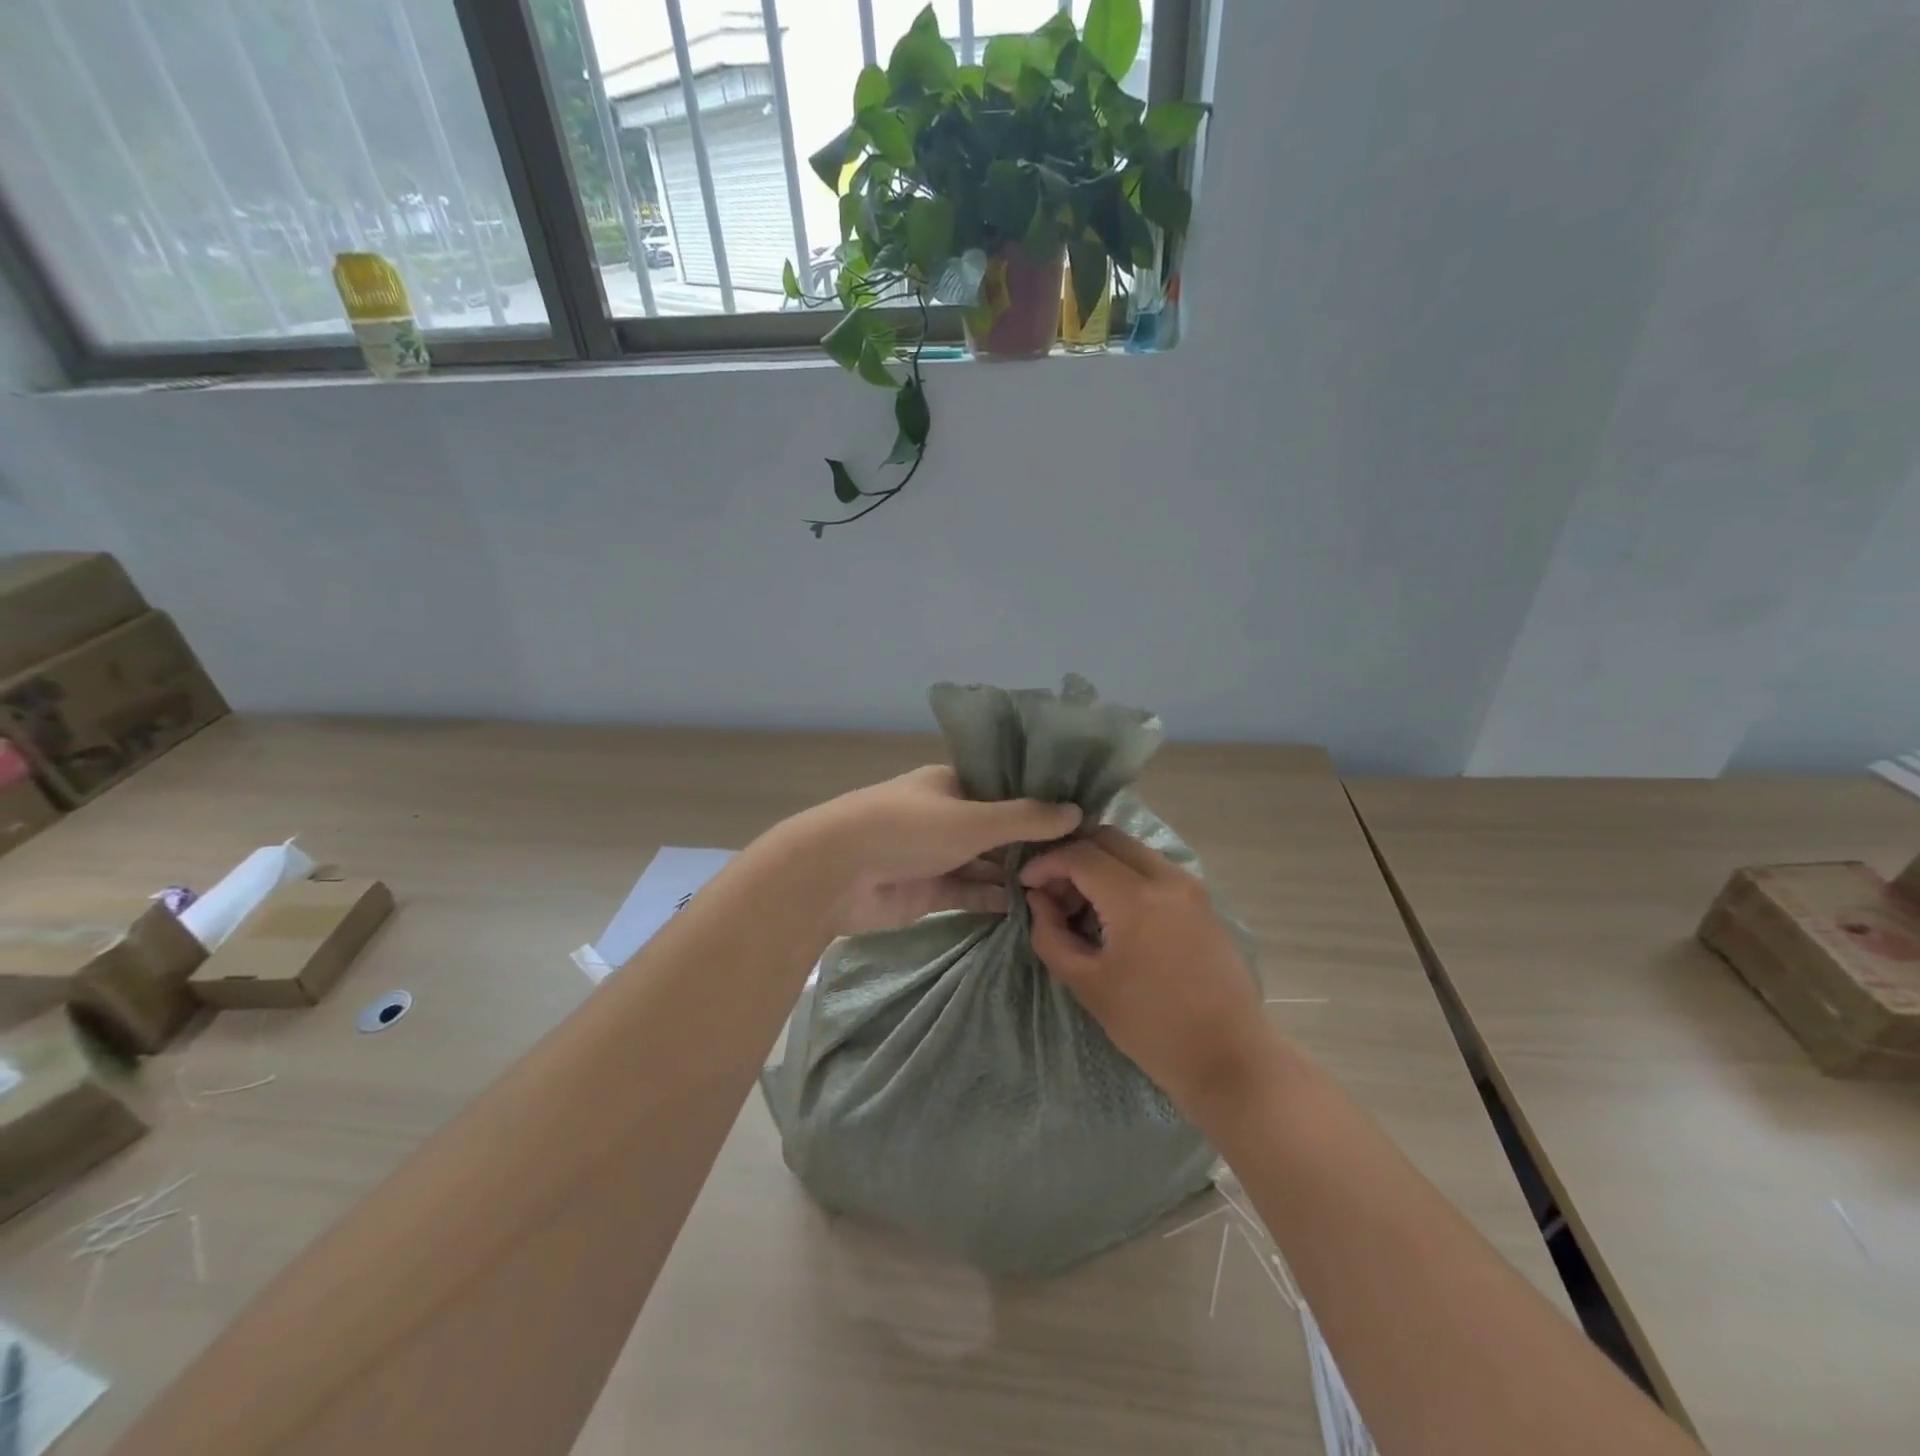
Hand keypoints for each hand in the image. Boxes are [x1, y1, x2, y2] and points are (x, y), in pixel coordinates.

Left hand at [794, 766, 1081, 934]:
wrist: (836, 874)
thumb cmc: (906, 830)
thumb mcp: (972, 819)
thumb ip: (1025, 818)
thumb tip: (1077, 812)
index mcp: (952, 784)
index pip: (1006, 789)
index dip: (1041, 802)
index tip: (1083, 818)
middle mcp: (947, 816)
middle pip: (998, 829)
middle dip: (1033, 844)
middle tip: (1083, 860)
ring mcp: (936, 855)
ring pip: (985, 864)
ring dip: (1016, 875)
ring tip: (1065, 888)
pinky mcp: (928, 891)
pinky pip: (970, 893)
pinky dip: (995, 900)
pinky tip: (1031, 908)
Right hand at [1021, 828, 1273, 1117]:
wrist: (1228, 1056)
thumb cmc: (1151, 1026)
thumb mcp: (1086, 984)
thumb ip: (1051, 935)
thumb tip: (1039, 900)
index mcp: (1135, 898)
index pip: (1079, 855)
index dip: (1045, 863)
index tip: (1026, 884)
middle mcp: (1166, 877)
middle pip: (1107, 838)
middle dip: (1072, 855)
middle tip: (1053, 890)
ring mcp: (1190, 885)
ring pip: (1132, 849)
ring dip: (1099, 863)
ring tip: (1080, 903)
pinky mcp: (1202, 899)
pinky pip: (1153, 867)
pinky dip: (1125, 874)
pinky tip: (1112, 912)